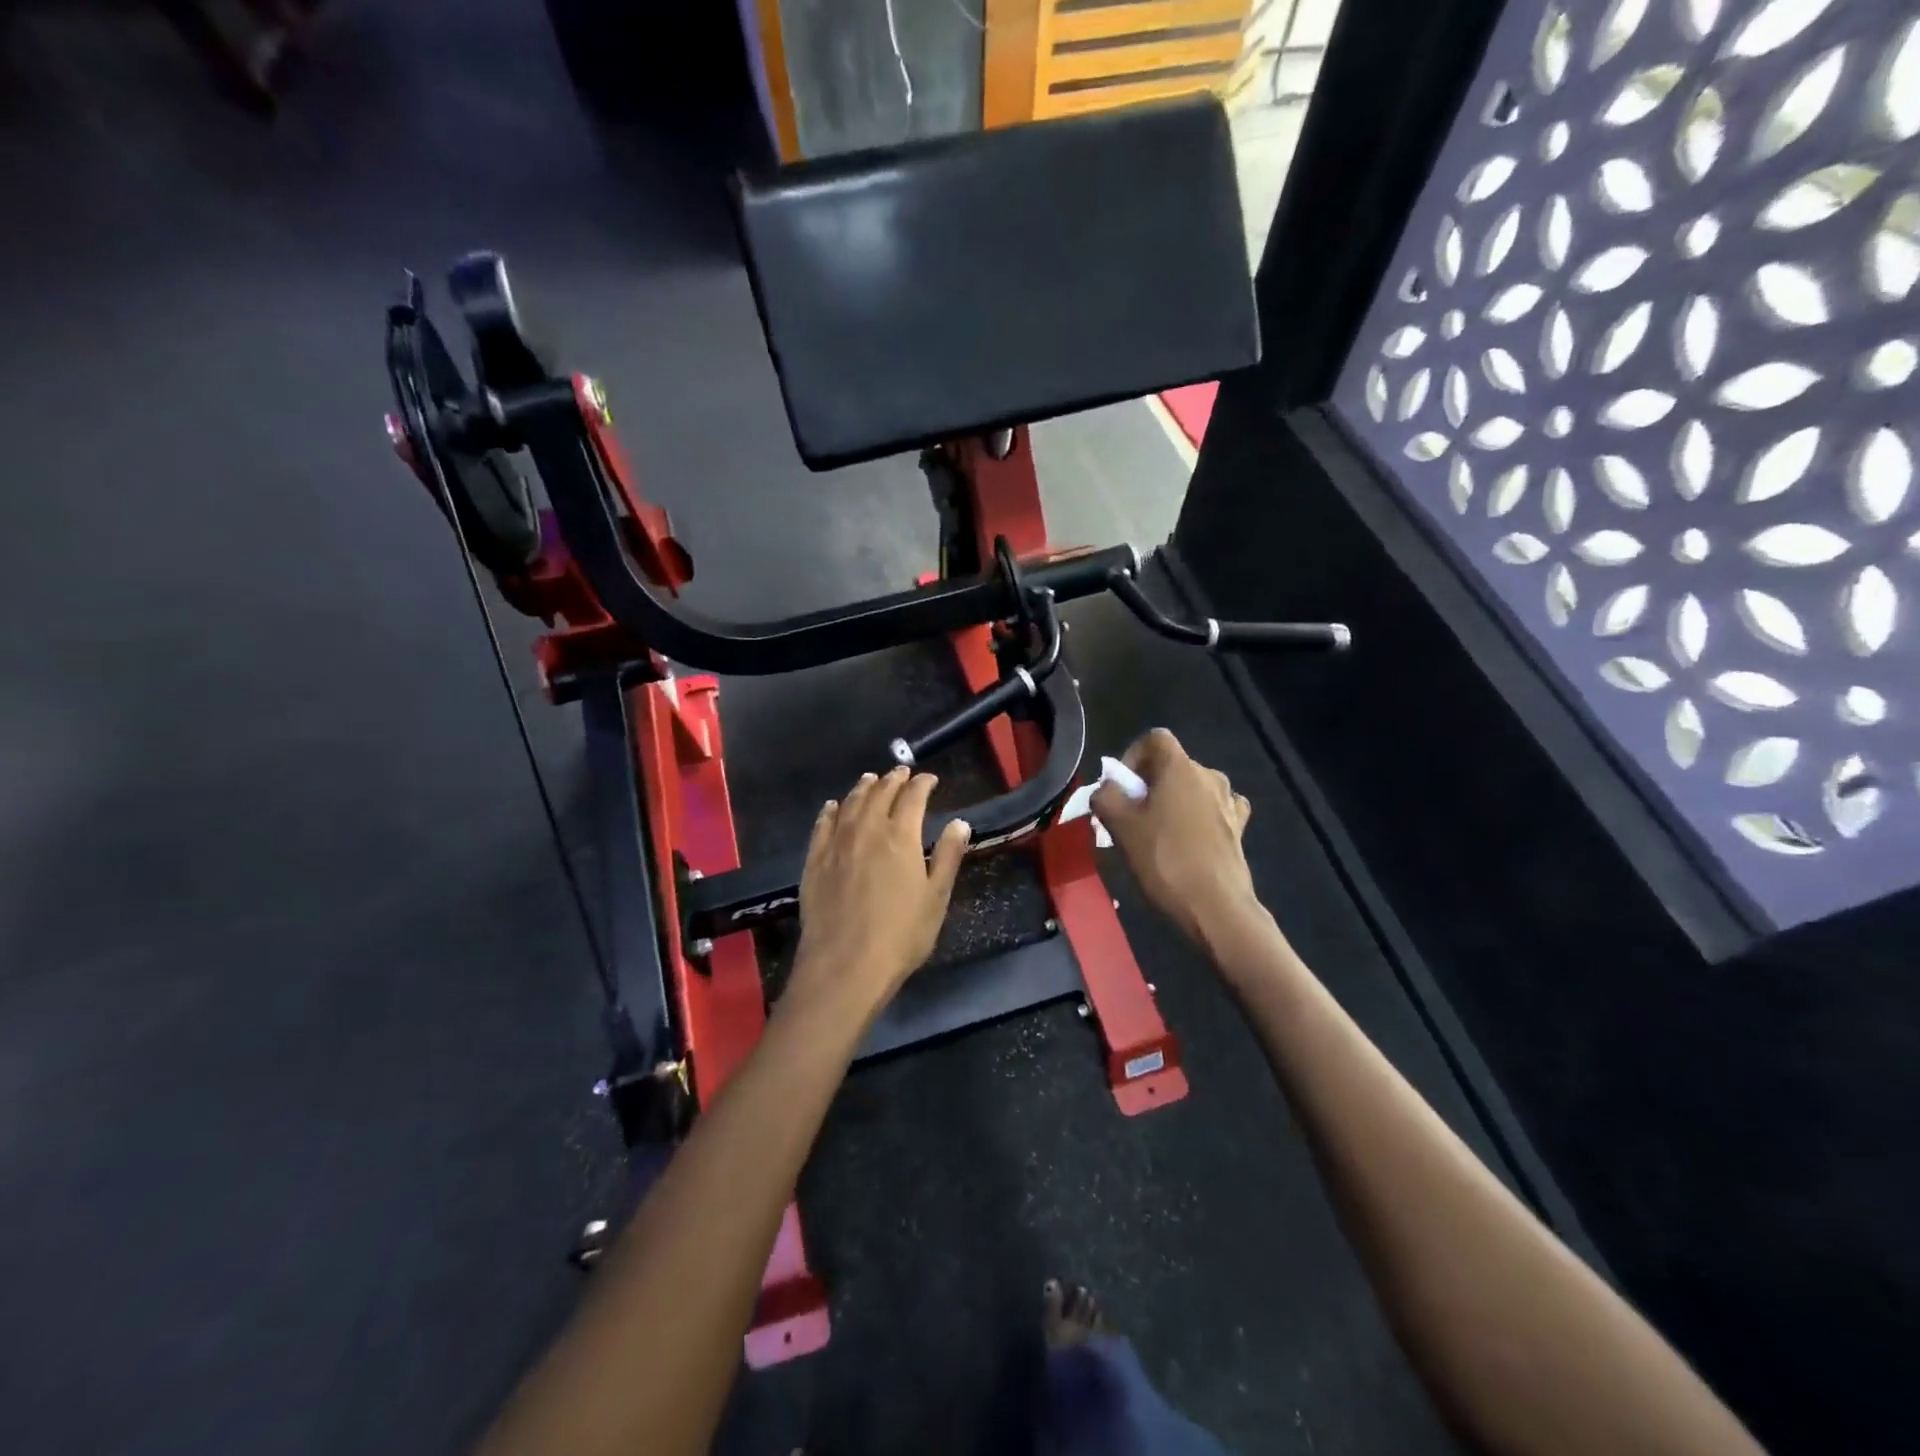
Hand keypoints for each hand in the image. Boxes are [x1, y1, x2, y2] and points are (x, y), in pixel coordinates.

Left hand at [786, 767, 970, 1024]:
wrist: (845, 964)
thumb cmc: (901, 934)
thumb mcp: (936, 898)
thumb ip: (949, 856)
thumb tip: (960, 822)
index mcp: (901, 836)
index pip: (913, 796)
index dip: (922, 783)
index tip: (929, 779)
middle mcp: (867, 829)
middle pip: (880, 793)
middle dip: (893, 779)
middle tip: (901, 773)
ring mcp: (837, 843)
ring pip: (850, 803)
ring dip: (863, 788)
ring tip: (871, 780)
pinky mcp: (814, 860)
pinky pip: (822, 824)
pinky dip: (831, 810)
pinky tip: (833, 806)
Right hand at [1092, 729, 1263, 952]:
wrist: (1216, 906)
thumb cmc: (1165, 860)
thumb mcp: (1120, 827)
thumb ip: (1105, 797)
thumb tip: (1106, 790)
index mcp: (1180, 767)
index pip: (1154, 739)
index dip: (1132, 755)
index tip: (1121, 787)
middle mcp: (1209, 775)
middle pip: (1171, 765)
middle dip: (1148, 785)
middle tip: (1130, 817)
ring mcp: (1229, 801)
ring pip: (1191, 789)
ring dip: (1172, 802)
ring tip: (1157, 834)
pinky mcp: (1238, 826)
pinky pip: (1212, 809)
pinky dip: (1197, 817)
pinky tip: (1189, 840)